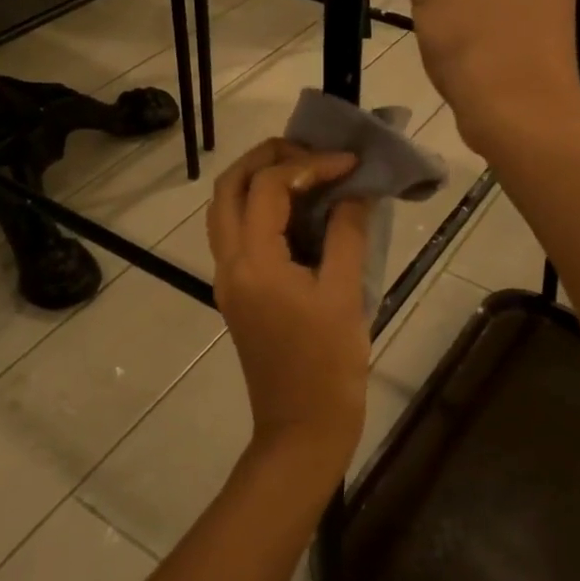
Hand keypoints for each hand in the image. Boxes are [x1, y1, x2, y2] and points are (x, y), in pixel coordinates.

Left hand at [207, 140, 371, 479]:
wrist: (301, 429)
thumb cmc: (328, 366)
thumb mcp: (345, 295)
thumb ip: (346, 233)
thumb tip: (354, 191)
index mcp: (254, 262)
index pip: (269, 188)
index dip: (310, 163)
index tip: (351, 162)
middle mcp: (229, 264)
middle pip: (228, 188)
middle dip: (266, 158)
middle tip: (311, 151)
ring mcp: (227, 280)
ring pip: (225, 210)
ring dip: (257, 181)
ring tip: (304, 171)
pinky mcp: (236, 294)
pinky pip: (236, 234)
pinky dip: (258, 209)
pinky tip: (298, 210)